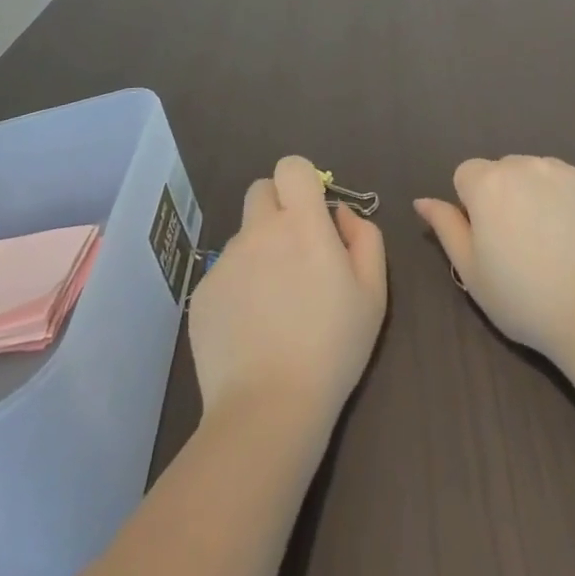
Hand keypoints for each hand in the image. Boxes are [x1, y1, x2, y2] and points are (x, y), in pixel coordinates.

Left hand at [188, 156, 386, 424]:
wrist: (269, 408)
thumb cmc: (332, 346)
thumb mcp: (373, 291)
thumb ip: (364, 237)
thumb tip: (341, 215)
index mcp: (302, 223)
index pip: (291, 167)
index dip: (302, 182)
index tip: (313, 212)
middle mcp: (259, 231)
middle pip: (260, 190)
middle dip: (277, 208)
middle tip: (294, 251)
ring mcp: (225, 262)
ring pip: (243, 235)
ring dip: (259, 251)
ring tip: (274, 304)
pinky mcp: (202, 293)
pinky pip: (224, 273)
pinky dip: (238, 288)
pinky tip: (251, 328)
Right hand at [414, 156, 574, 361]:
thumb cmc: (526, 300)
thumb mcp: (472, 272)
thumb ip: (446, 228)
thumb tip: (423, 200)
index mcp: (488, 183)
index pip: (466, 176)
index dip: (472, 208)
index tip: (489, 242)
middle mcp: (525, 164)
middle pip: (504, 170)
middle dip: (506, 196)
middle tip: (522, 246)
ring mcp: (566, 169)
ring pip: (540, 173)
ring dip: (539, 195)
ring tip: (557, 244)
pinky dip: (574, 200)